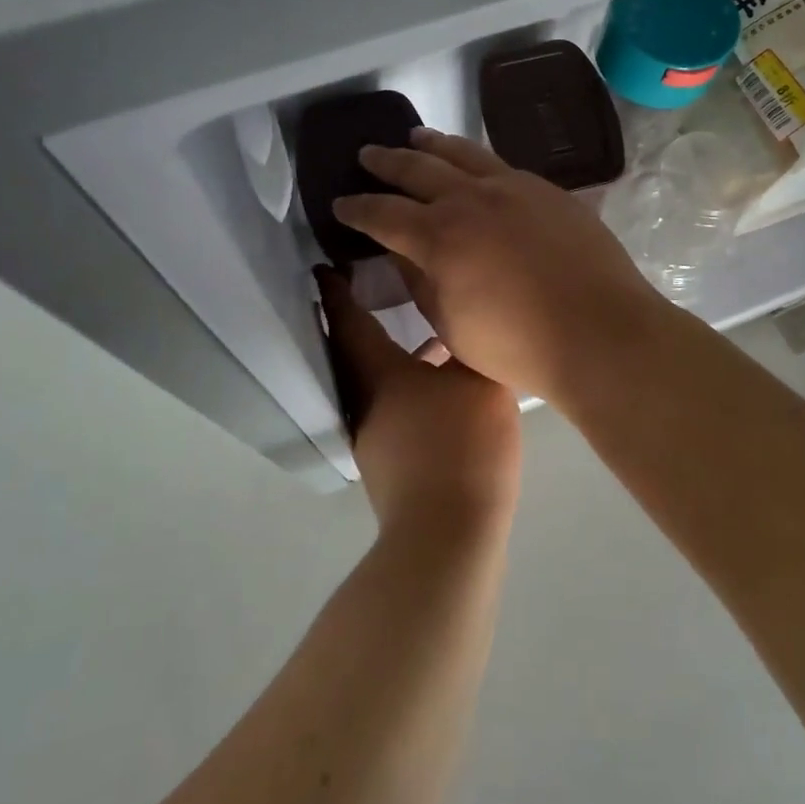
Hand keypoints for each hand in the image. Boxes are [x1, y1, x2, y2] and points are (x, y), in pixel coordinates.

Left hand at [316, 267, 521, 539]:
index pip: (347, 321)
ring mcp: (375, 437)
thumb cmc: (461, 444)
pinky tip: (441, 387)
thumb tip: (464, 320)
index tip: (324, 268)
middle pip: (355, 351)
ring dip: (389, 354)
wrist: (447, 536)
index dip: (336, 292)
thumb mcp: (480, 381)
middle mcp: (366, 401)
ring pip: (376, 381)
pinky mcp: (391, 464)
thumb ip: (470, 345)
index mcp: (378, 372)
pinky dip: (408, 384)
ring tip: (421, 333)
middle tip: (374, 288)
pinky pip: (394, 405)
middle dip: (359, 319)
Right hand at [331, 129, 663, 403]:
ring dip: (432, 144)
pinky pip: (500, 163)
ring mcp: (513, 187)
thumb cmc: (518, 345)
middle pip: (417, 169)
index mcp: (439, 236)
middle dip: (386, 162)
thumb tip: (403, 251)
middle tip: (366, 155)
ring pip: (462, 153)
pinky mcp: (546, 189)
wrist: (601, 331)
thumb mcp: (451, 325)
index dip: (357, 209)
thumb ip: (421, 281)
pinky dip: (475, 158)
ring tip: (415, 137)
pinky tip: (473, 163)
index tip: (340, 204)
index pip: (383, 214)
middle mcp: (471, 199)